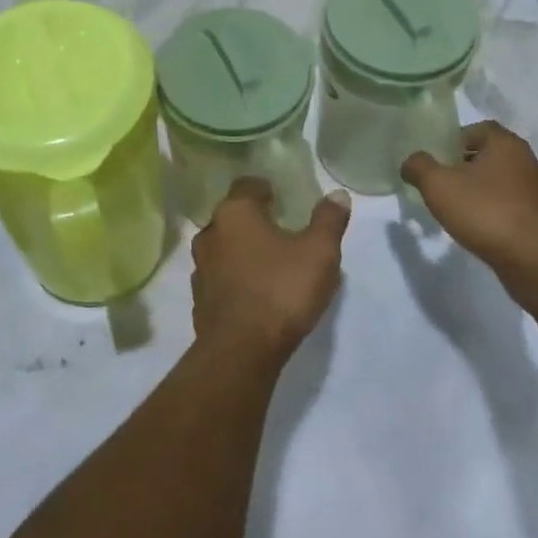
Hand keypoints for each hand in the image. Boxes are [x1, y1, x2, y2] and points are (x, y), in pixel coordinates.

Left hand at [191, 178, 348, 361]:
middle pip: (232, 216)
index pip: (247, 185)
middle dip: (254, 221)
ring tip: (269, 263)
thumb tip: (338, 194)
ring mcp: (200, 267)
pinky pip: (219, 278)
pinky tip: (254, 293)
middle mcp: (210, 232)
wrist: (240, 351)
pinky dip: (234, 279)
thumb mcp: (319, 253)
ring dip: (242, 251)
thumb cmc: (281, 290)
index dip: (265, 189)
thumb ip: (329, 220)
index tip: (283, 200)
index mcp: (235, 212)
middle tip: (281, 231)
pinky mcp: (199, 299)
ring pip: (223, 247)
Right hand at [401, 122, 537, 283]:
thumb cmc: (486, 212)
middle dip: (465, 166)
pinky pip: (514, 207)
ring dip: (482, 191)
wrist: (537, 262)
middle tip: (442, 182)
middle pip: (491, 155)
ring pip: (503, 183)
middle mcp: (529, 162)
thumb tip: (411, 162)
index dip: (455, 139)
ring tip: (459, 209)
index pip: (479, 128)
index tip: (437, 158)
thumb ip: (419, 167)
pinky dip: (497, 212)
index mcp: (507, 145)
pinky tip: (481, 229)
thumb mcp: (438, 185)